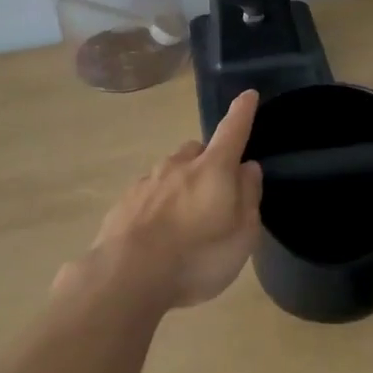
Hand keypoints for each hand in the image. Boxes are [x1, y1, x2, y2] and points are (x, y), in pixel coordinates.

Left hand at [83, 90, 263, 308]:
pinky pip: (149, 194)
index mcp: (213, 169)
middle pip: (197, 151)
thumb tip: (248, 167)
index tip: (248, 95)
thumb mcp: (242, 234)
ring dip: (181, 185)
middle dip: (208, 161)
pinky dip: (158, 205)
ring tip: (185, 220)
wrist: (127, 276)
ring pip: (170, 172)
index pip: (232, 130)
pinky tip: (157, 234)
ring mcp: (147, 182)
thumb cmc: (197, 256)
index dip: (242, 113)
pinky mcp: (124, 203)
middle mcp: (178, 165)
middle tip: (215, 192)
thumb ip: (248, 197)